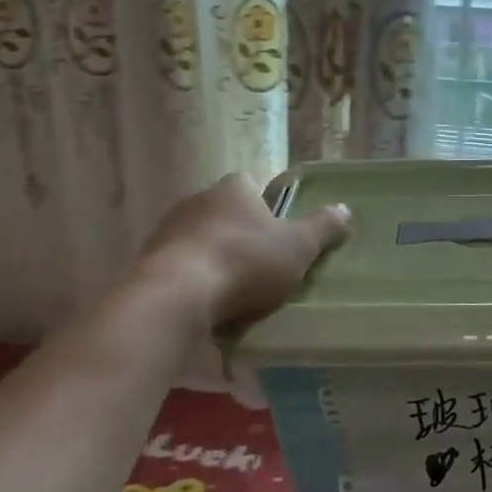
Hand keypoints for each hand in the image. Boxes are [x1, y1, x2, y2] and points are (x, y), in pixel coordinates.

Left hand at [136, 173, 350, 330]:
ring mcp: (167, 231)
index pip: (251, 184)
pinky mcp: (147, 262)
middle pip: (224, 212)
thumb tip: (344, 209)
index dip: (266, 205)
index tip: (278, 231)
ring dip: (214, 259)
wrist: (176, 296)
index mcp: (233, 189)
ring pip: (199, 240)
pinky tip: (206, 306)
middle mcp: (196, 200)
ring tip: (234, 292)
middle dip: (240, 233)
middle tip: (261, 264)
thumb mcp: (298, 247)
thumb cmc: (244, 262)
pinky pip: (179, 268)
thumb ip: (322, 228)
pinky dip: (193, 281)